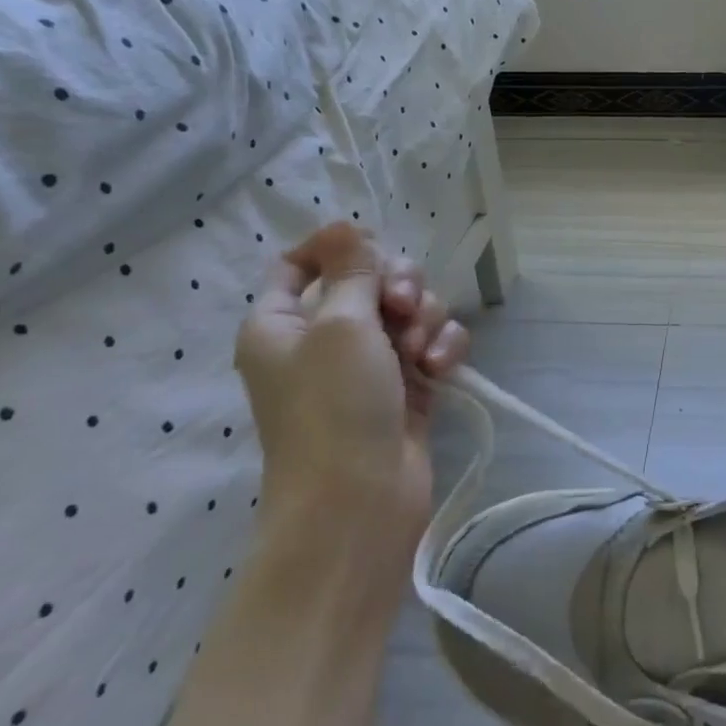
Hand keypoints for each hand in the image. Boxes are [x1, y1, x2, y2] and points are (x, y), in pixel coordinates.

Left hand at [234, 222, 467, 565]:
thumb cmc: (334, 407)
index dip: (335, 247)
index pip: (298, 264)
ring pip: (410, 310)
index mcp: (283, 322)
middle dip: (399, 284)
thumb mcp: (341, 325)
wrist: (361, 500)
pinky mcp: (408, 384)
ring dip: (425, 320)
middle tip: (403, 307)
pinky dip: (441, 348)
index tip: (370, 246)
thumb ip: (353, 269)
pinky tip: (439, 369)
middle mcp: (324, 338)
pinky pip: (432, 343)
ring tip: (421, 353)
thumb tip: (344, 224)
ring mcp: (369, 363)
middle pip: (370, 280)